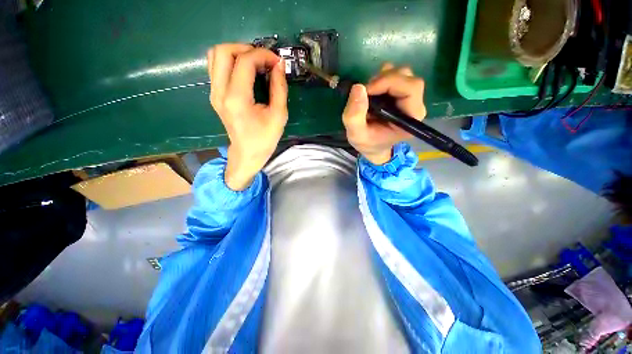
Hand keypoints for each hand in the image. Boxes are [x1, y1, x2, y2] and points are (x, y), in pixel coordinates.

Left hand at [208, 44, 287, 190]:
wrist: (247, 153)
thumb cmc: (265, 138)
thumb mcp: (279, 115)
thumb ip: (280, 88)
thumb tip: (280, 65)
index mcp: (237, 99)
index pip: (245, 62)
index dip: (263, 55)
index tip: (277, 62)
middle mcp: (219, 92)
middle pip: (222, 51)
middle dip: (246, 48)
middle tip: (264, 60)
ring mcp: (214, 93)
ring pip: (215, 56)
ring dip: (236, 53)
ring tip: (255, 63)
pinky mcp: (214, 94)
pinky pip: (216, 67)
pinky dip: (230, 62)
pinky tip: (245, 71)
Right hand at [342, 63, 425, 164]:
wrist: (373, 147)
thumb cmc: (367, 143)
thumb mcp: (356, 135)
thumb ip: (354, 116)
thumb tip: (358, 87)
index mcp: (410, 118)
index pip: (410, 88)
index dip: (389, 83)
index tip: (367, 91)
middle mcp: (415, 106)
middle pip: (407, 78)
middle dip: (384, 80)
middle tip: (366, 92)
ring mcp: (409, 99)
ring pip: (402, 74)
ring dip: (382, 79)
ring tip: (369, 94)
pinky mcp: (401, 95)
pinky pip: (395, 77)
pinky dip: (381, 79)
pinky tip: (373, 92)